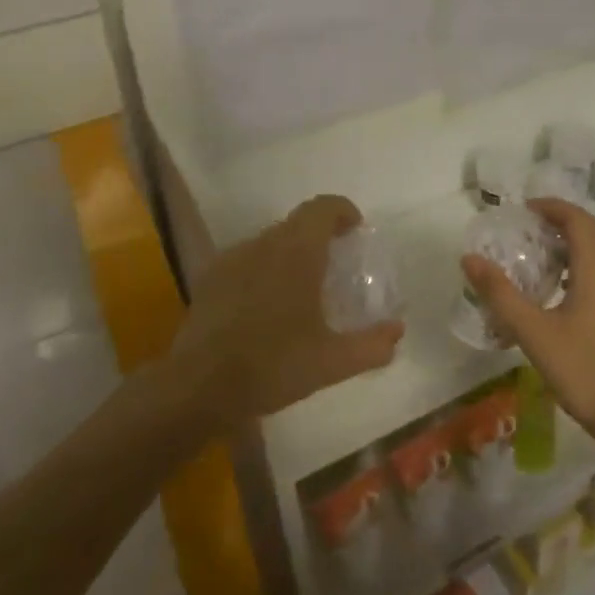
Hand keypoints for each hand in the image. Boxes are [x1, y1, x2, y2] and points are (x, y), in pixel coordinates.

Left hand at [177, 194, 404, 426]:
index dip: (342, 211)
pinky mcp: (210, 278)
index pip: (322, 208)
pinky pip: (247, 260)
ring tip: (302, 289)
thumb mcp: (331, 362)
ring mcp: (232, 259)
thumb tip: (396, 331)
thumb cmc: (272, 365)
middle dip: (320, 235)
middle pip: (297, 223)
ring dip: (290, 253)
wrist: (197, 386)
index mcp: (297, 252)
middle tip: (336, 266)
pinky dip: (264, 270)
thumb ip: (371, 345)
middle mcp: (264, 244)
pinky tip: (266, 307)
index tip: (356, 230)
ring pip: (270, 241)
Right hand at [461, 198, 594, 452]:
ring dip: (574, 248)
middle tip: (528, 232)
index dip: (552, 208)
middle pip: (593, 234)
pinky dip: (585, 269)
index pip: (578, 220)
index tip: (525, 210)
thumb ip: (500, 294)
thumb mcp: (534, 332)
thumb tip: (470, 259)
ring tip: (542, 261)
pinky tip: (565, 297)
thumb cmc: (583, 370)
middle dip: (561, 225)